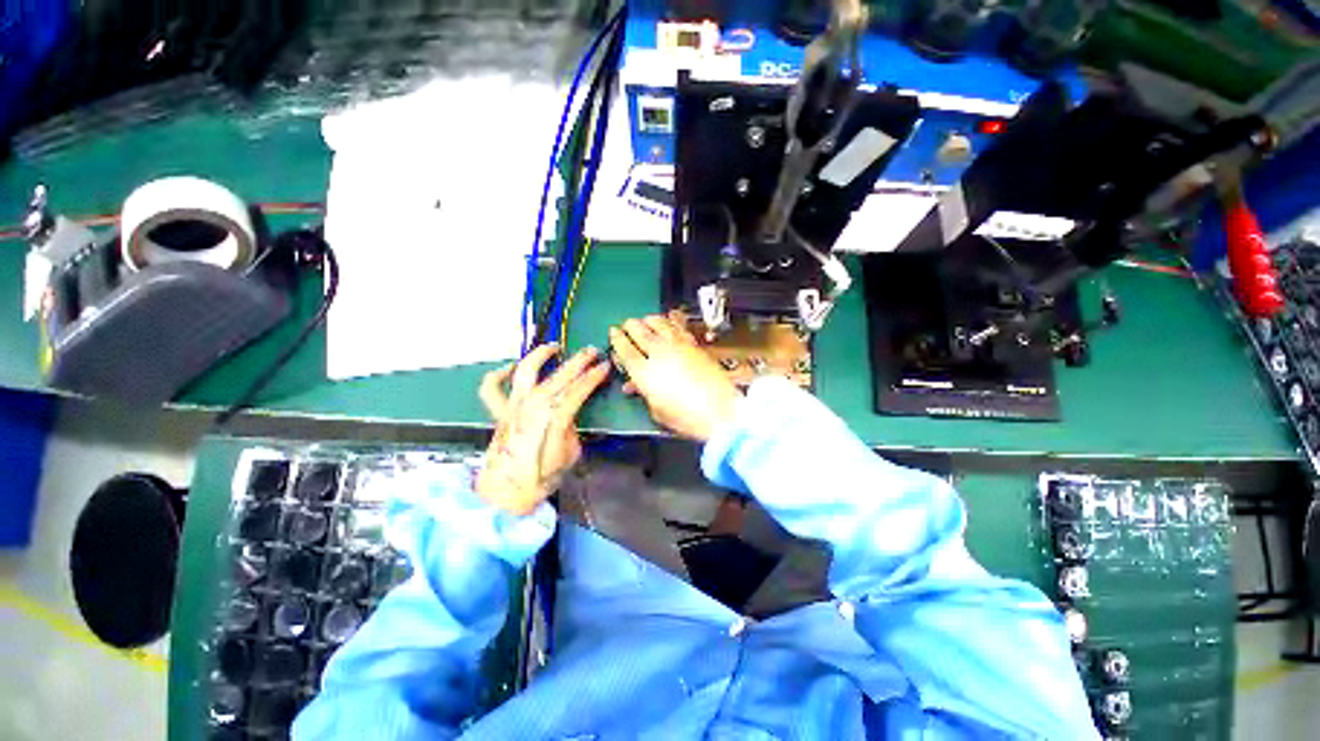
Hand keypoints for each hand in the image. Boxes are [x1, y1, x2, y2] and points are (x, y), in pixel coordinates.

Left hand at [477, 344, 609, 514]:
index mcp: (554, 417)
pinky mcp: (498, 413)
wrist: (504, 494)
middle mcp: (532, 405)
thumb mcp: (570, 454)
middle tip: (592, 351)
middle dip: (578, 361)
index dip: (593, 377)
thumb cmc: (541, 478)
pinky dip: (497, 375)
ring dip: (540, 355)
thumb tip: (569, 415)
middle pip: (559, 376)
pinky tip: (509, 368)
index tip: (605, 367)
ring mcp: (512, 406)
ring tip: (553, 347)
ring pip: (525, 372)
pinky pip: (491, 389)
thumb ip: (571, 428)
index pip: (578, 389)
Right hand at [609, 314, 740, 441]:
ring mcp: (678, 345)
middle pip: (640, 331)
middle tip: (626, 324)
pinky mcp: (694, 344)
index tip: (613, 332)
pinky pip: (678, 326)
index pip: (625, 349)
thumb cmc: (686, 417)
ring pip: (659, 323)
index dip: (617, 338)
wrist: (721, 411)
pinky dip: (671, 320)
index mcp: (645, 372)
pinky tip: (669, 319)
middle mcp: (659, 353)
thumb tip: (634, 385)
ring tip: (645, 319)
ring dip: (649, 319)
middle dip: (630, 325)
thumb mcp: (658, 411)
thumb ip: (644, 394)